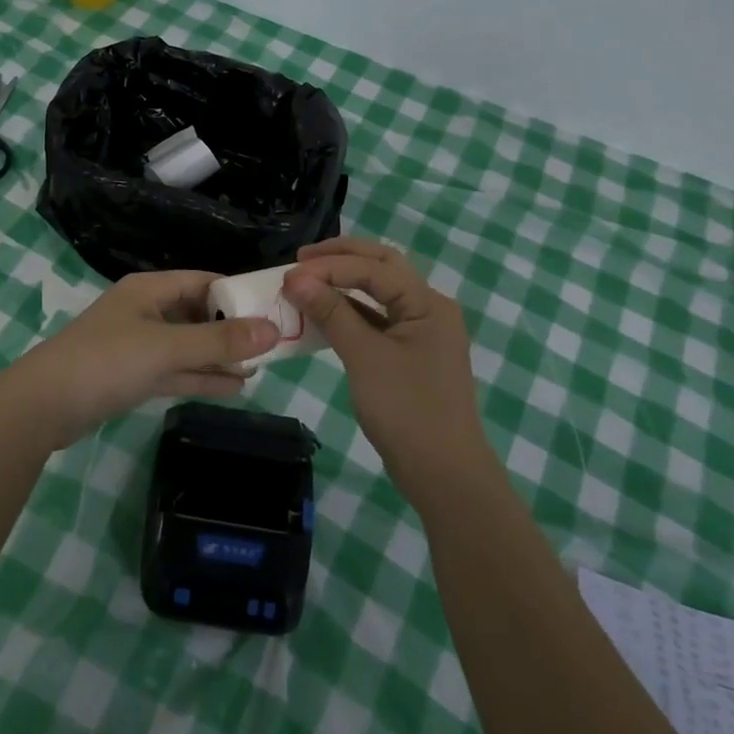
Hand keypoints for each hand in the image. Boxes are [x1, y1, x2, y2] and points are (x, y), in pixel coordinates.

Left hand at [3, 270, 278, 447]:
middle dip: (232, 328)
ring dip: (220, 356)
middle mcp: (145, 311)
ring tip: (261, 366)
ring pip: (188, 346)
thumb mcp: (167, 348)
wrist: (43, 407)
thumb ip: (219, 341)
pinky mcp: (131, 376)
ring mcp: (137, 345)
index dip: (237, 292)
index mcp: (149, 290)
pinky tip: (234, 387)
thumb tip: (272, 329)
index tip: (273, 308)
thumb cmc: (106, 362)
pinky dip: (201, 377)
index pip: (203, 281)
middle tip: (274, 342)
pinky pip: (175, 370)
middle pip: (197, 313)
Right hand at [284, 237, 491, 505]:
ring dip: (343, 284)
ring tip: (306, 282)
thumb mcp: (365, 357)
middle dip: (341, 259)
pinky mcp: (410, 354)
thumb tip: (295, 278)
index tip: (289, 273)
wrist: (444, 475)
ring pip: (379, 293)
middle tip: (300, 260)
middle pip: (382, 267)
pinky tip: (323, 315)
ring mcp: (421, 332)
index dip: (329, 266)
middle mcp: (428, 308)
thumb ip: (332, 312)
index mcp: (427, 302)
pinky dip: (350, 312)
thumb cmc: (407, 410)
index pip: (374, 267)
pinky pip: (377, 319)